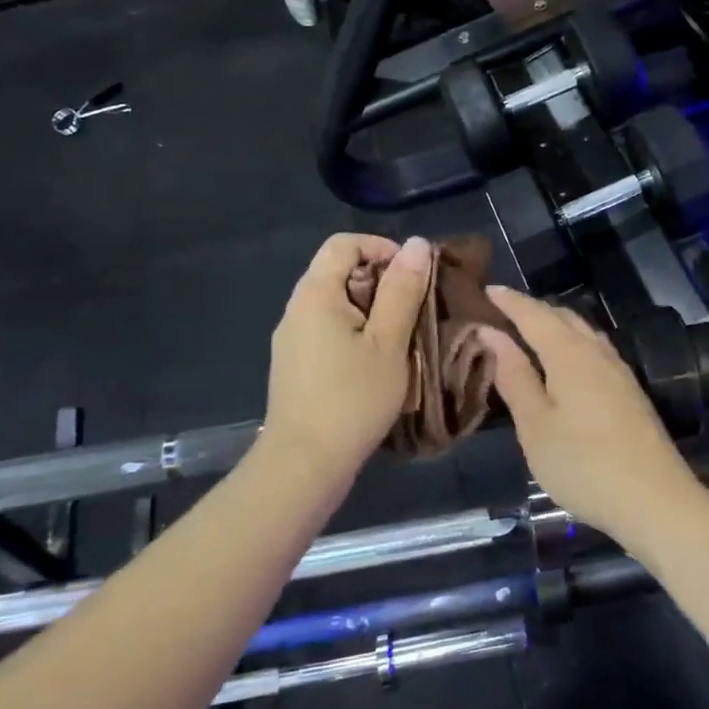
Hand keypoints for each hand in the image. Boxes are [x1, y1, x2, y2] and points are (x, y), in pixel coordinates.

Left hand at [264, 233, 432, 478]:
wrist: (304, 465)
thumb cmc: (352, 400)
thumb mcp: (388, 342)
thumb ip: (402, 290)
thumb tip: (415, 244)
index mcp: (315, 294)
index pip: (343, 243)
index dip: (381, 248)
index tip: (413, 275)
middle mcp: (297, 309)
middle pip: (338, 271)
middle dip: (381, 281)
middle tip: (414, 309)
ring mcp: (292, 339)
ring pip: (336, 303)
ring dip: (372, 309)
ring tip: (402, 336)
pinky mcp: (295, 364)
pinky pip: (328, 329)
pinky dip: (356, 331)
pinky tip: (376, 362)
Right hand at [479, 285, 708, 550]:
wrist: (656, 501)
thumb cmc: (584, 465)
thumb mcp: (536, 426)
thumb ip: (514, 376)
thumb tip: (492, 333)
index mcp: (570, 354)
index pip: (534, 314)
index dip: (509, 301)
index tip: (485, 289)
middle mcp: (597, 351)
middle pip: (561, 316)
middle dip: (531, 309)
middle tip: (501, 312)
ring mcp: (618, 370)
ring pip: (581, 331)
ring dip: (553, 324)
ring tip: (527, 333)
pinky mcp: (629, 390)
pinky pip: (593, 348)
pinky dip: (570, 342)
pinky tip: (562, 363)